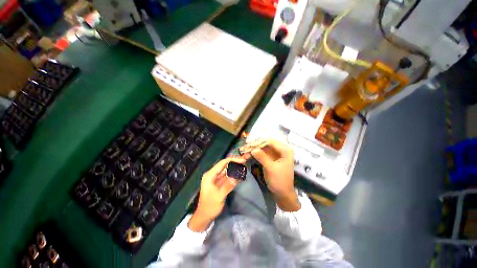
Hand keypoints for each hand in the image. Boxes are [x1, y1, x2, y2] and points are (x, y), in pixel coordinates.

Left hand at [188, 157, 244, 231]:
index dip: (233, 160)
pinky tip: (239, 173)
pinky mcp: (218, 182)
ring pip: (226, 169)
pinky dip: (233, 173)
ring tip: (243, 165)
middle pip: (224, 164)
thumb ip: (228, 185)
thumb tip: (237, 176)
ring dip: (234, 167)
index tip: (242, 160)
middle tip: (244, 161)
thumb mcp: (219, 196)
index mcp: (210, 175)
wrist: (204, 216)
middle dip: (234, 162)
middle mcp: (212, 174)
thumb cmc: (210, 207)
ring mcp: (215, 178)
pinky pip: (226, 175)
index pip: (222, 163)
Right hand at [240, 139, 299, 211]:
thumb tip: (252, 149)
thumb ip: (262, 157)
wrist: (282, 193)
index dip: (259, 143)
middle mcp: (280, 149)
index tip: (249, 146)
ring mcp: (275, 153)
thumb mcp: (271, 168)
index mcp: (285, 150)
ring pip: (262, 148)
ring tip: (243, 152)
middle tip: (244, 148)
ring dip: (253, 149)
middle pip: (265, 144)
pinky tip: (247, 155)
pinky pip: (261, 153)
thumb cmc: (279, 181)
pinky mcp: (270, 158)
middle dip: (254, 146)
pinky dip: (254, 154)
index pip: (270, 142)